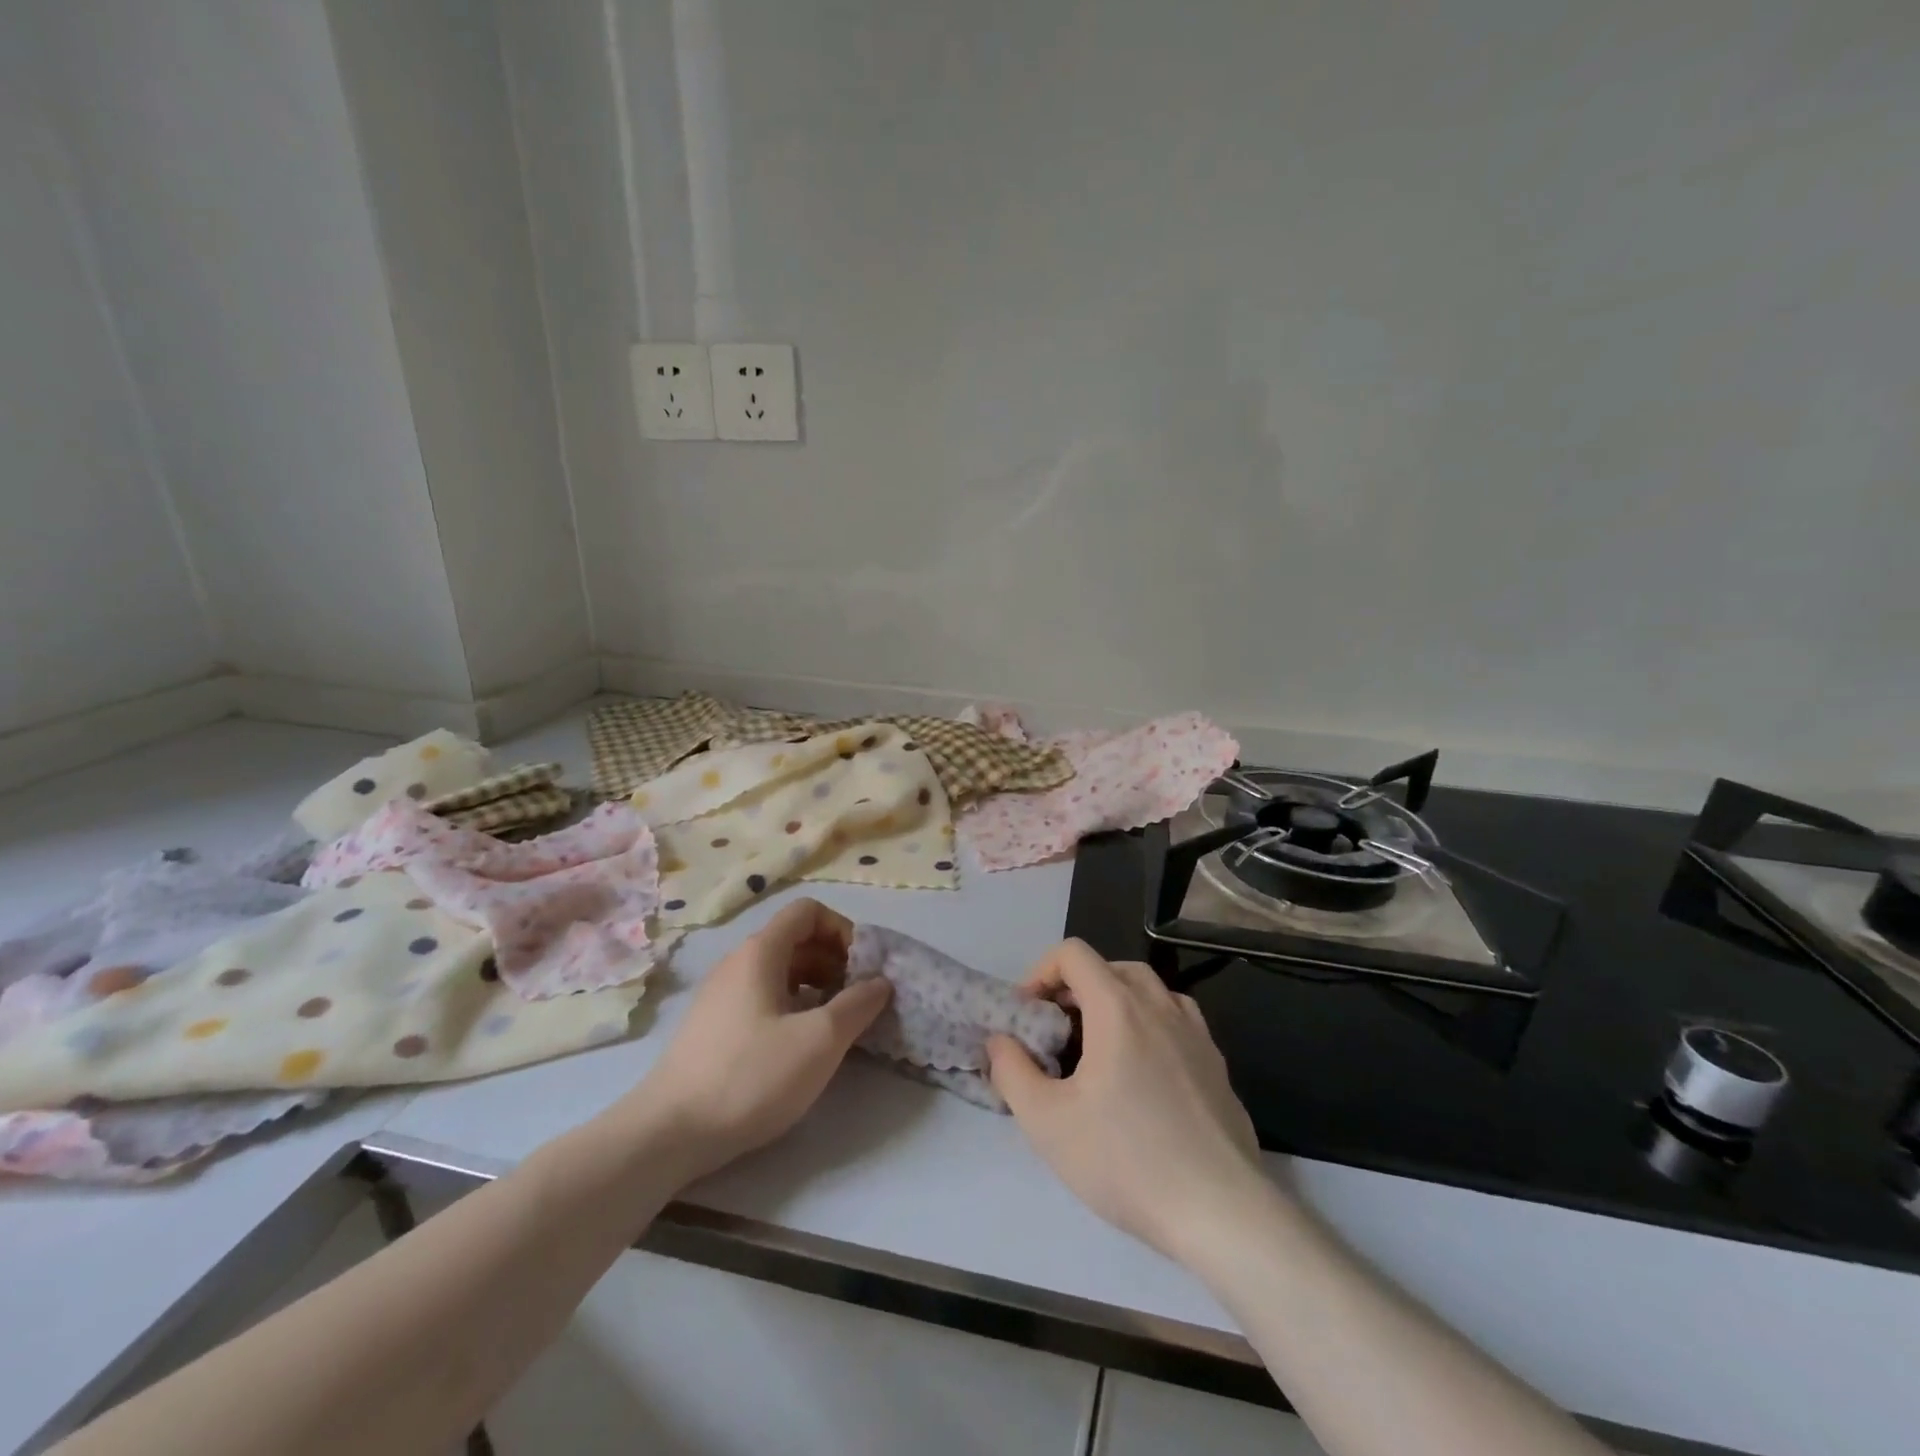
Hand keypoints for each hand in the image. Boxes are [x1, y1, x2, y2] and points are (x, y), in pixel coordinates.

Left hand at [626, 898, 890, 1183]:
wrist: (668, 1133)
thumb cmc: (750, 1076)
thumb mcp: (819, 1041)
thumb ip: (858, 1005)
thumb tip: (880, 982)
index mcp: (760, 952)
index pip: (808, 911)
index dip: (843, 930)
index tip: (863, 968)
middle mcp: (737, 963)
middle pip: (796, 940)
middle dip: (835, 961)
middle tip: (857, 998)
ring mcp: (721, 995)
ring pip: (780, 972)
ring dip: (816, 986)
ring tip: (836, 1023)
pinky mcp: (714, 1026)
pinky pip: (763, 998)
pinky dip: (792, 1006)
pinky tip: (801, 1045)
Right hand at [987, 940, 1269, 1262]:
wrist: (1221, 1212)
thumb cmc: (1126, 1160)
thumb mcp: (1047, 1122)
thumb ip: (1011, 1072)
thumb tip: (1000, 1041)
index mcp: (1118, 1007)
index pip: (1073, 954)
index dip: (1041, 972)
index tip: (1029, 1014)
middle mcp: (1160, 1006)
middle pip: (1111, 967)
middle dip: (1076, 987)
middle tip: (1057, 1031)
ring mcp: (1196, 1034)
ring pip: (1149, 990)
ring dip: (1116, 1002)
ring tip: (1099, 1048)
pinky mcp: (1217, 1065)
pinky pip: (1177, 1021)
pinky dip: (1150, 1025)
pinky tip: (1143, 1073)